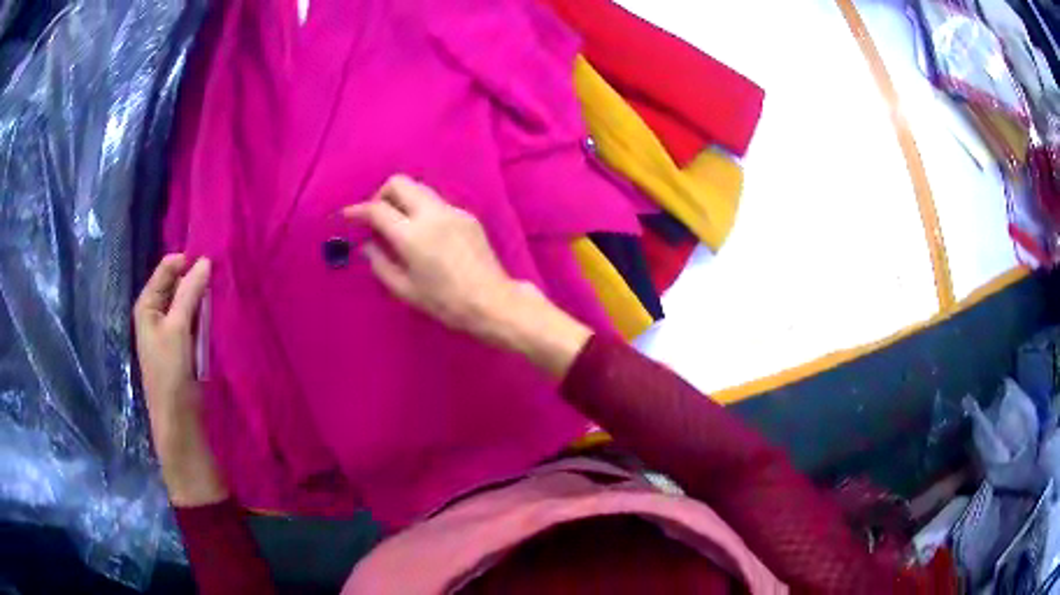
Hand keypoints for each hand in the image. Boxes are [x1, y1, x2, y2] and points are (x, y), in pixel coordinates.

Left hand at [134, 254, 225, 505]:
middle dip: (195, 278)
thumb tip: (205, 260)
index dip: (186, 261)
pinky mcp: (182, 344)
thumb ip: (189, 292)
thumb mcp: (177, 328)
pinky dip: (203, 313)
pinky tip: (216, 312)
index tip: (212, 261)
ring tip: (221, 290)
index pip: (166, 268)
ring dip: (201, 296)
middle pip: (176, 283)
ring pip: (186, 301)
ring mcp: (168, 329)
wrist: (178, 420)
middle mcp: (155, 313)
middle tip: (219, 274)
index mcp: (147, 305)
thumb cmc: (170, 372)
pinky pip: (192, 319)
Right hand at [344, 175, 591, 377]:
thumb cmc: (446, 302)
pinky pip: (436, 202)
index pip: (377, 209)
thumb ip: (380, 264)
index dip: (358, 210)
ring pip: (419, 188)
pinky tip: (425, 234)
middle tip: (377, 218)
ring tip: (399, 226)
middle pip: (400, 182)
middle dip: (382, 194)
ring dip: (403, 199)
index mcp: (413, 235)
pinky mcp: (467, 215)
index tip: (347, 216)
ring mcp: (452, 211)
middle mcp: (432, 214)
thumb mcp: (405, 289)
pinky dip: (422, 209)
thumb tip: (368, 245)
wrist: (492, 301)